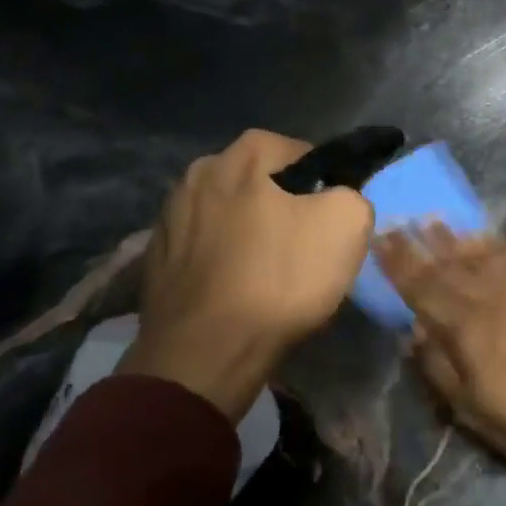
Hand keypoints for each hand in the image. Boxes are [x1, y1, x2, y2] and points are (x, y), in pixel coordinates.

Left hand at [121, 130, 374, 420]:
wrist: (207, 352)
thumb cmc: (280, 278)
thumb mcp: (348, 223)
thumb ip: (351, 193)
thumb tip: (337, 198)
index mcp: (245, 153)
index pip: (302, 154)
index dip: (324, 186)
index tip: (330, 221)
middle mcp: (200, 171)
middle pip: (260, 182)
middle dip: (282, 205)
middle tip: (302, 246)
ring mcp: (169, 214)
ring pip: (229, 214)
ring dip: (248, 233)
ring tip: (267, 273)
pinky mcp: (154, 257)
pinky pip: (203, 247)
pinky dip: (221, 260)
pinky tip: (235, 289)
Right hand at [376, 225, 505, 466]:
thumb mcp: (465, 406)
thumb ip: (436, 363)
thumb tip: (414, 329)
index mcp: (463, 326)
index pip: (421, 287)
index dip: (398, 262)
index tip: (380, 238)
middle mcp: (488, 296)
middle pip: (447, 264)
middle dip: (420, 243)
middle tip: (401, 220)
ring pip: (479, 253)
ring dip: (454, 236)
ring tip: (434, 219)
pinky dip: (493, 244)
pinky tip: (483, 236)